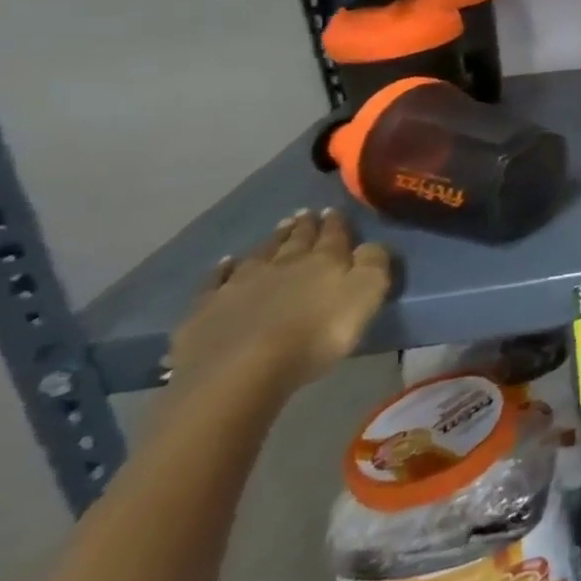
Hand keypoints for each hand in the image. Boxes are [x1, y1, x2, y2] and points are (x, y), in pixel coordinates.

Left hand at [164, 209, 390, 396]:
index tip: (333, 210)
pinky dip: (222, 269)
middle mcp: (283, 264)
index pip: (333, 235)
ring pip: (260, 254)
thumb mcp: (366, 295)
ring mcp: (240, 285)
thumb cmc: (316, 335)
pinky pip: (215, 281)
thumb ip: (374, 264)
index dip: (335, 222)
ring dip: (271, 240)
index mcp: (324, 260)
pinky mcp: (206, 309)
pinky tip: (225, 263)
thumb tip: (371, 244)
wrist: (241, 371)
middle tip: (305, 213)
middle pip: (296, 240)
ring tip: (278, 228)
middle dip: (303, 226)